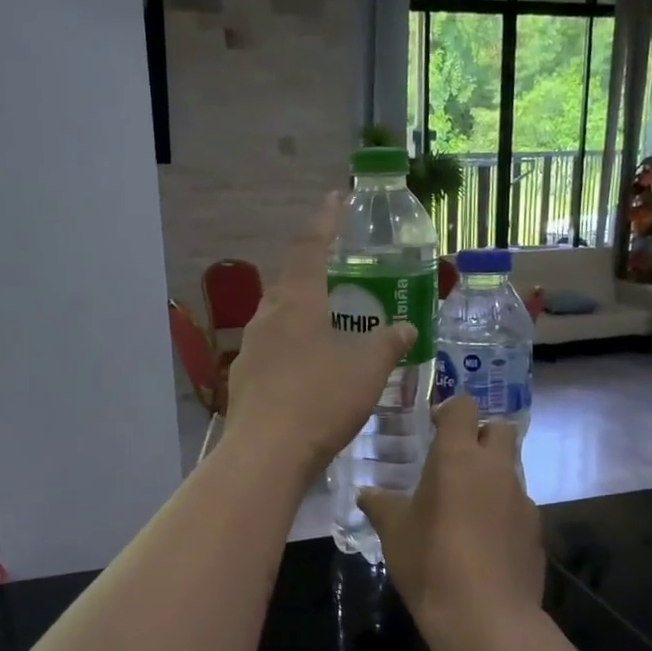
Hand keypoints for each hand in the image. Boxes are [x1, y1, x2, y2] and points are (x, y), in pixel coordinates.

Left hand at [222, 193, 414, 480]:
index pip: (310, 247)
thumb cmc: (321, 399)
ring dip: (299, 313)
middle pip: (289, 282)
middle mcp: (267, 317)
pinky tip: (306, 370)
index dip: (326, 221)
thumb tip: (407, 328)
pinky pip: (271, 351)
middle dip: (312, 273)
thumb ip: (388, 344)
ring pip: (277, 319)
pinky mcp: (244, 380)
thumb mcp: (367, 369)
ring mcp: (250, 350)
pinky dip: (291, 349)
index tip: (336, 198)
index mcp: (297, 302)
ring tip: (324, 324)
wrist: (266, 452)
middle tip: (337, 275)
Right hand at [359, 395, 545, 649]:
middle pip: (500, 430)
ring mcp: (522, 499)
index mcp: (459, 457)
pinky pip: (518, 507)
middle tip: (455, 461)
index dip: (450, 411)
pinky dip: (503, 512)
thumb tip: (367, 493)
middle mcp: (496, 468)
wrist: (486, 617)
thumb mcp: (394, 532)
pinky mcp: (536, 530)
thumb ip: (381, 505)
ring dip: (491, 477)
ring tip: (466, 508)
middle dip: (481, 436)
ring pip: (511, 470)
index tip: (434, 426)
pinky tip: (485, 542)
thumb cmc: (430, 562)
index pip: (463, 408)